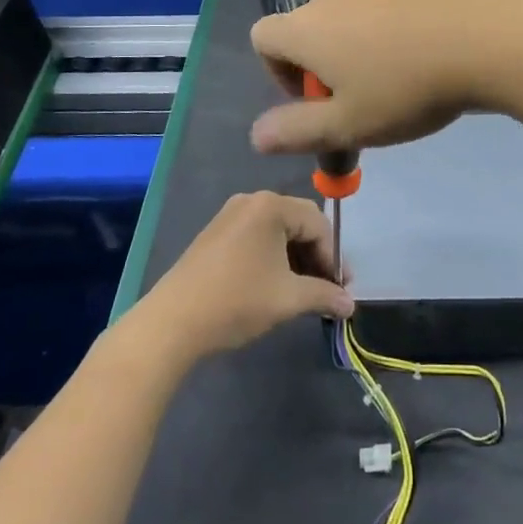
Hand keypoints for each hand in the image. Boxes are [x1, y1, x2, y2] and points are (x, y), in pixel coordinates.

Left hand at [138, 192, 353, 360]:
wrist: (172, 322)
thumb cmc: (237, 301)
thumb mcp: (288, 299)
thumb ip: (325, 296)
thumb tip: (350, 305)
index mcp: (271, 206)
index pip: (318, 224)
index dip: (334, 257)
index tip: (341, 289)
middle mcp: (251, 201)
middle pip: (299, 222)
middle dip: (317, 256)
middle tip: (327, 289)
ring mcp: (230, 216)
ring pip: (278, 231)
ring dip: (296, 259)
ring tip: (303, 291)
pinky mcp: (215, 234)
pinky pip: (257, 237)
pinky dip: (273, 257)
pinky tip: (275, 285)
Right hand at [250, 0, 522, 156]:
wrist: (487, 35)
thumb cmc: (407, 87)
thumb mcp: (348, 125)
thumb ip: (296, 131)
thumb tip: (257, 134)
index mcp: (307, 26)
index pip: (263, 38)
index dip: (277, 74)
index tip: (314, 103)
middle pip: (308, 30)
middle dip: (322, 69)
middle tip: (360, 103)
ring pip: (350, 20)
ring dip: (359, 52)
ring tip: (399, 85)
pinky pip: (386, 10)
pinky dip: (392, 35)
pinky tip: (428, 60)